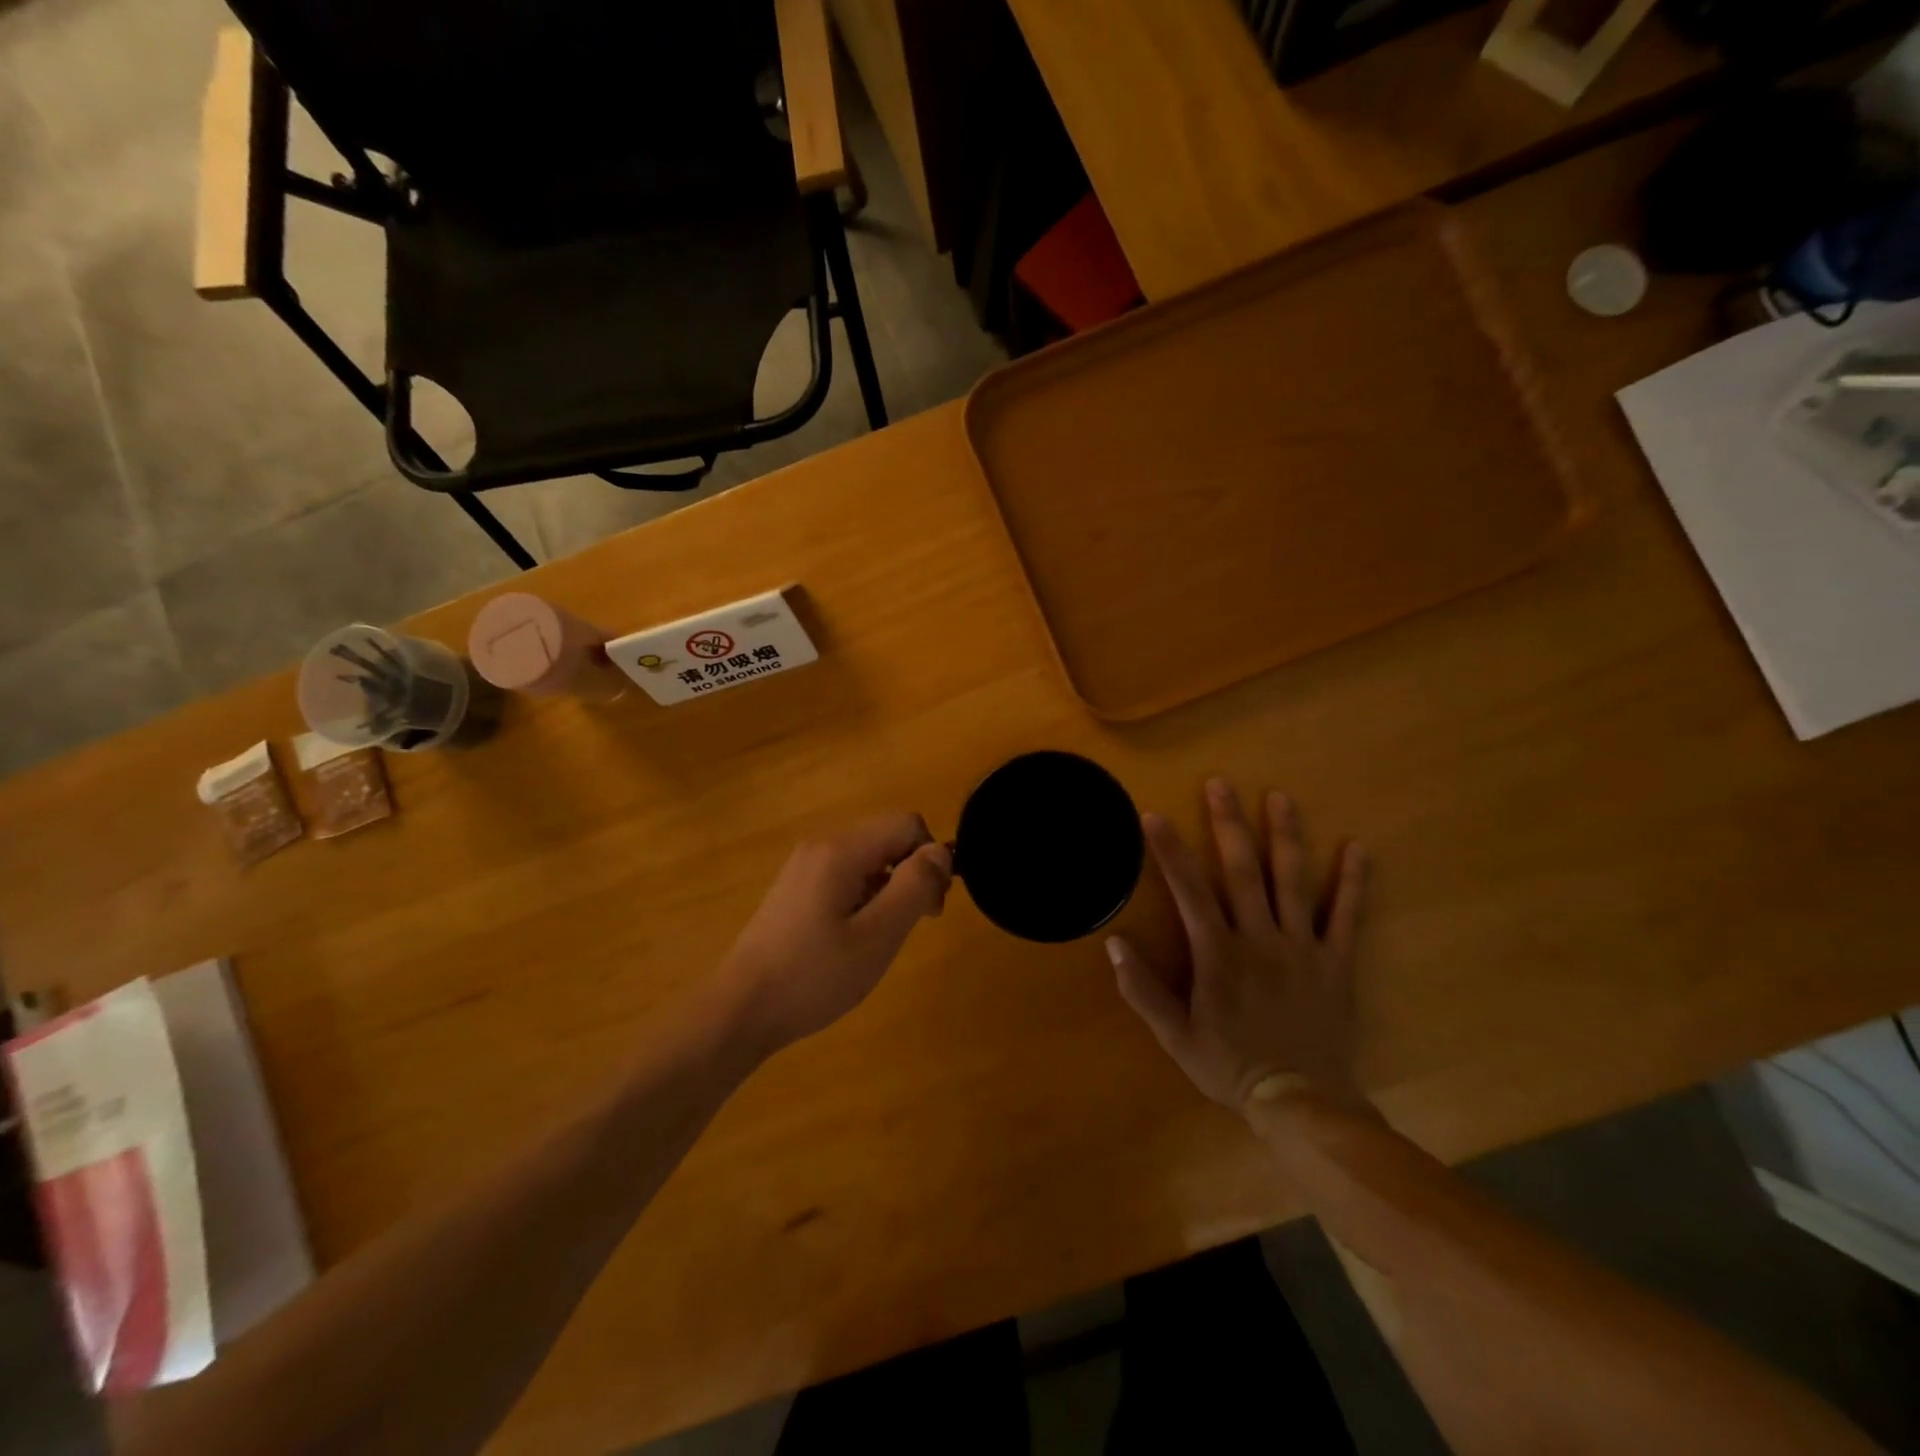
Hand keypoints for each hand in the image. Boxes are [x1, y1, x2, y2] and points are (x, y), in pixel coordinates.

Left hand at [717, 814, 952, 1056]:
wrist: (740, 1010)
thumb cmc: (814, 976)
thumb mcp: (878, 936)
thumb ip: (915, 886)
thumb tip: (940, 852)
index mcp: (841, 850)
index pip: (907, 824)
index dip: (930, 860)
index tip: (929, 908)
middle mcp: (821, 846)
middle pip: (887, 837)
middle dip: (911, 874)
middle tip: (911, 926)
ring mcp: (803, 866)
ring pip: (868, 858)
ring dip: (888, 889)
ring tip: (878, 939)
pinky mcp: (794, 888)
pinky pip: (845, 875)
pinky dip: (863, 897)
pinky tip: (851, 939)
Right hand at [1107, 778, 1369, 1114]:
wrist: (1303, 1104)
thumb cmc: (1231, 1068)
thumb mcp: (1175, 1037)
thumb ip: (1143, 991)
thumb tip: (1114, 945)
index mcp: (1219, 955)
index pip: (1189, 891)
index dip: (1170, 851)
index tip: (1154, 815)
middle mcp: (1260, 939)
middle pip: (1243, 871)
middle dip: (1228, 824)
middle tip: (1220, 784)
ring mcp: (1302, 948)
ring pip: (1293, 881)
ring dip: (1286, 836)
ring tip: (1280, 797)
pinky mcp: (1337, 962)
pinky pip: (1348, 916)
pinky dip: (1354, 882)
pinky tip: (1359, 849)